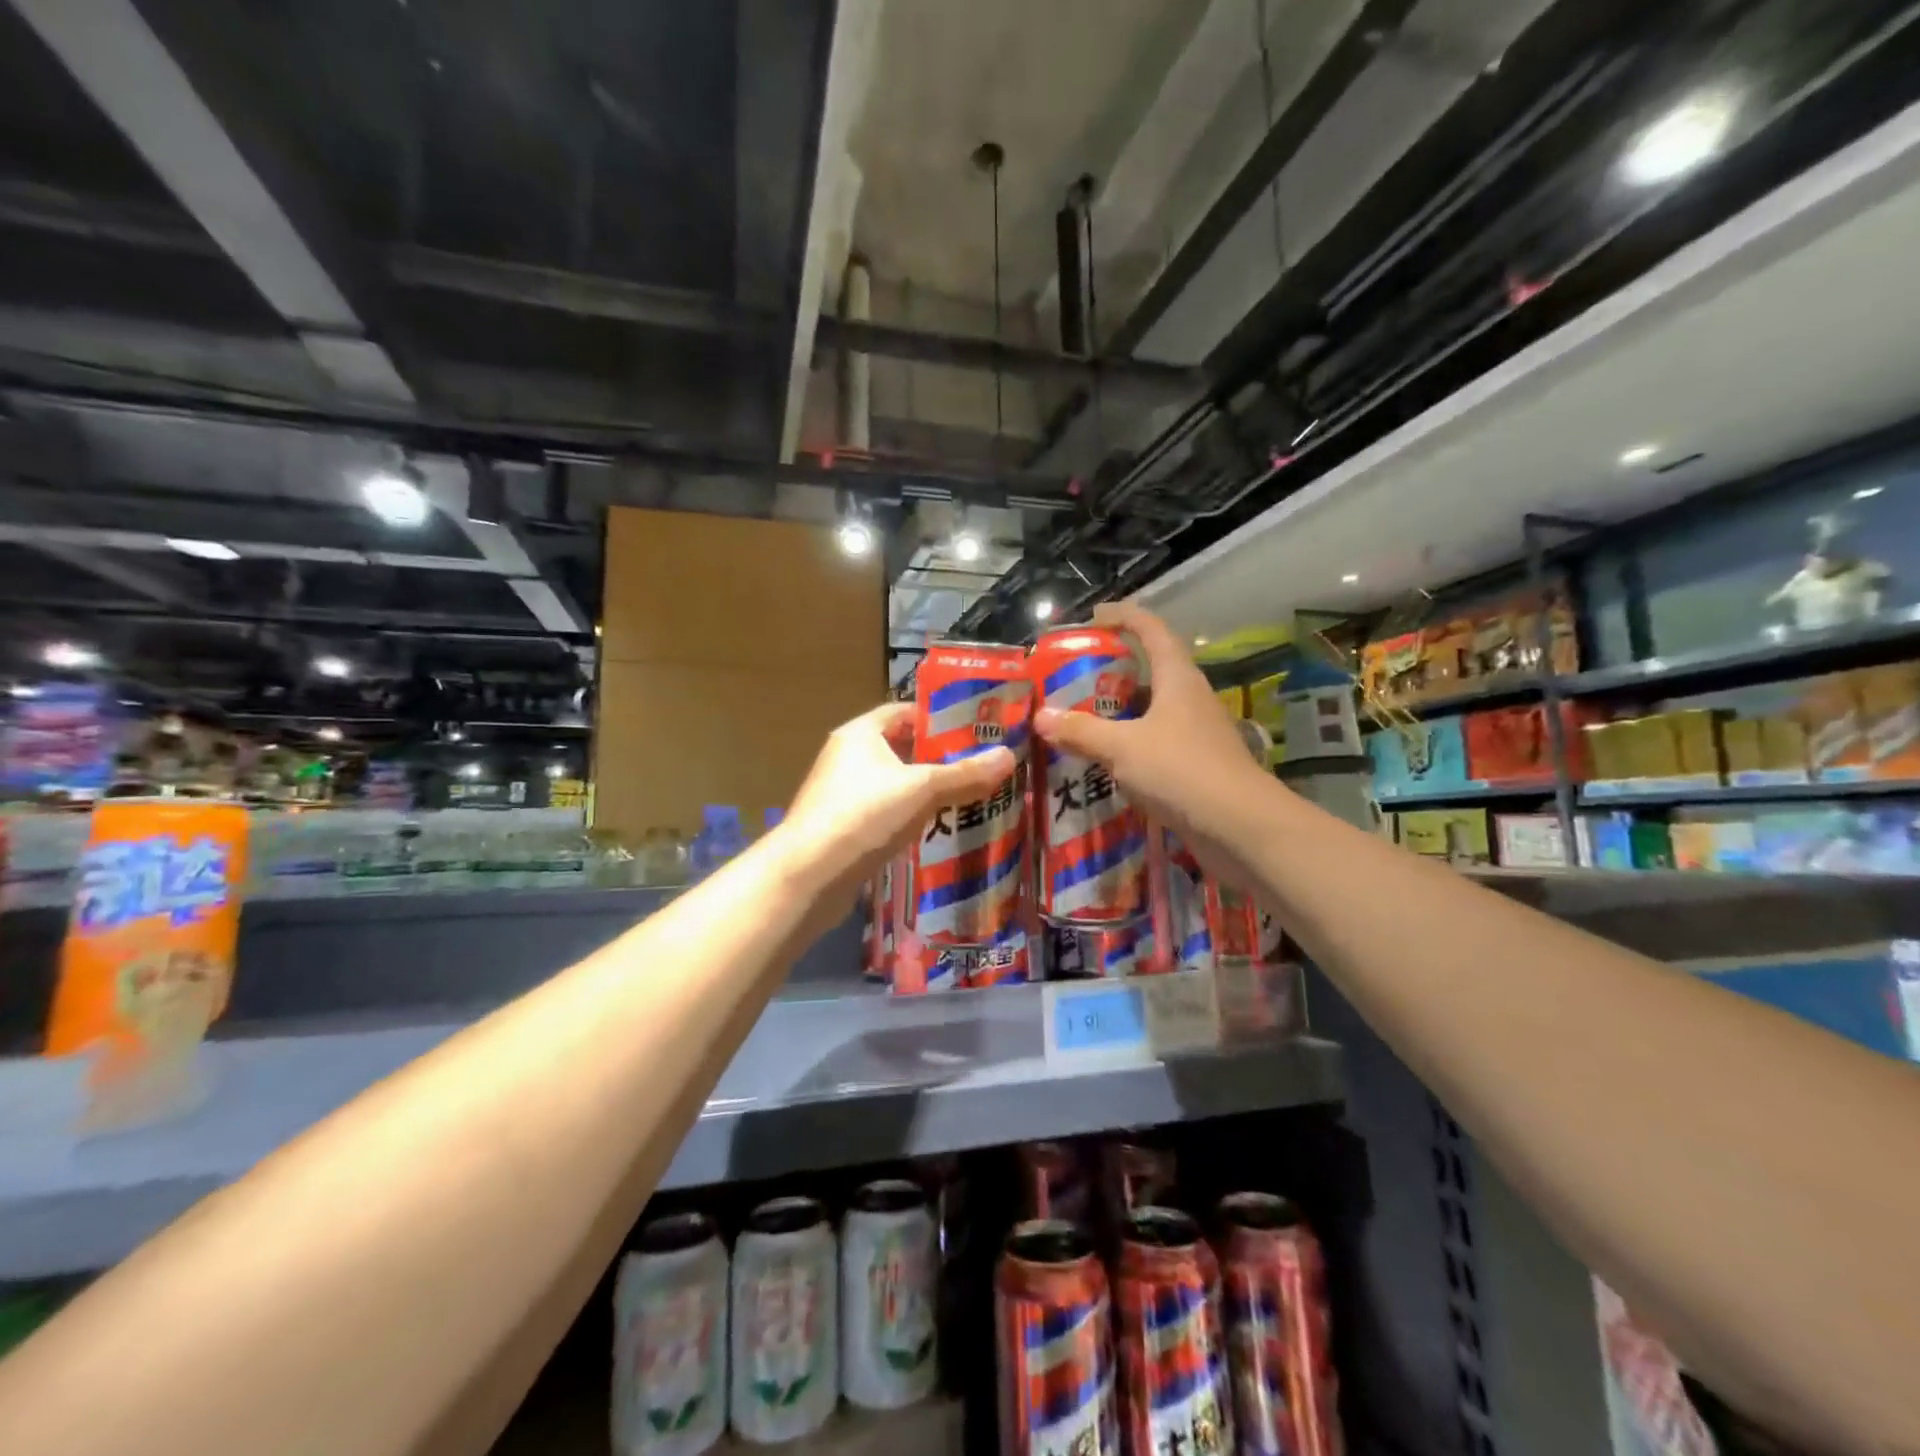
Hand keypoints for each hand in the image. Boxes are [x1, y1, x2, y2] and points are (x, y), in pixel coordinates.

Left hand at [776, 702, 1014, 904]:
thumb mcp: (921, 790)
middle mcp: (848, 757)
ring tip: (969, 797)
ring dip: (926, 791)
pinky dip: (910, 816)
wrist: (808, 877)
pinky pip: (886, 813)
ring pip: (895, 784)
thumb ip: (964, 774)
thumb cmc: (863, 816)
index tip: (975, 730)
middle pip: (902, 748)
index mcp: (860, 734)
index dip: (939, 718)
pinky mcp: (844, 827)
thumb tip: (1008, 755)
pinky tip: (937, 829)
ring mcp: (843, 794)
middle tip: (981, 766)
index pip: (904, 712)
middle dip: (939, 758)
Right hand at [1033, 602, 1274, 880]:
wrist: (1240, 828)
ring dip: (1121, 711)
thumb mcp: (1122, 748)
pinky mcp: (1197, 766)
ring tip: (1081, 718)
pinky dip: (1130, 745)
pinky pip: (1156, 744)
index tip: (1094, 617)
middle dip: (1115, 669)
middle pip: (1153, 670)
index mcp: (1178, 679)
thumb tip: (1041, 717)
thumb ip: (1081, 732)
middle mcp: (1190, 699)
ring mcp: (1197, 734)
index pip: (1152, 630)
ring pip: (1154, 710)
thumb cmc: (1182, 771)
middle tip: (1076, 676)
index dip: (1125, 616)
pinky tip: (1106, 762)